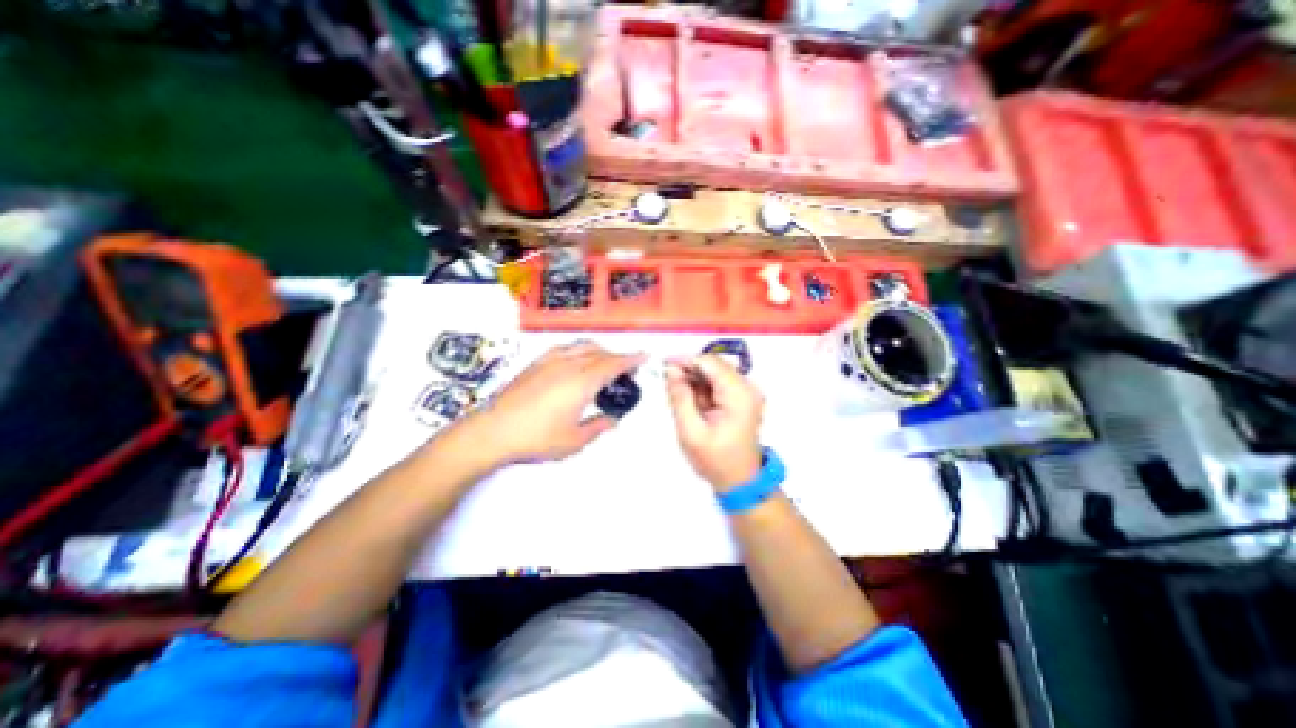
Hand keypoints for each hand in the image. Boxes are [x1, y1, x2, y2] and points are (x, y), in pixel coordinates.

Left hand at [468, 342, 644, 465]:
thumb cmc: (537, 438)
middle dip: (618, 357)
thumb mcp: (575, 440)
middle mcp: (569, 365)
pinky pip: (565, 348)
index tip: (645, 356)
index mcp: (582, 382)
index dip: (631, 359)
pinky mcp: (536, 363)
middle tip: (627, 368)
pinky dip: (579, 349)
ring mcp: (551, 361)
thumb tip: (612, 420)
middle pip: (600, 353)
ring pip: (583, 346)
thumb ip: (598, 427)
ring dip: (600, 351)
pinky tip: (577, 359)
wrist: (494, 431)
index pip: (613, 364)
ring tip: (605, 363)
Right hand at [661, 353, 762, 487]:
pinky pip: (718, 383)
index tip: (664, 367)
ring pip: (714, 373)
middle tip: (671, 389)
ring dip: (696, 382)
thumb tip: (671, 370)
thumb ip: (680, 397)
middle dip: (690, 372)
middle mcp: (747, 387)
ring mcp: (747, 392)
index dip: (685, 360)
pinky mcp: (742, 398)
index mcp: (738, 394)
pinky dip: (703, 390)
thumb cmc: (715, 460)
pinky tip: (696, 407)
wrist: (739, 481)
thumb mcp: (691, 431)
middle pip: (713, 365)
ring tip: (685, 405)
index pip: (709, 362)